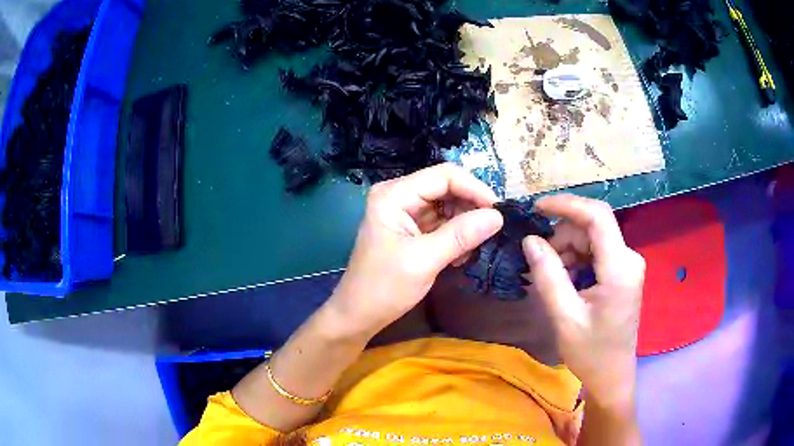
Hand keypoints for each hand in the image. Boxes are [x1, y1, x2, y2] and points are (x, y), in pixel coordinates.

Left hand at [328, 163, 503, 338]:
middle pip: (447, 188)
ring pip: (448, 205)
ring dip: (465, 224)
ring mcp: (405, 212)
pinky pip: (442, 222)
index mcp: (394, 195)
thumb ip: (461, 235)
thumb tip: (498, 216)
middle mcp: (399, 196)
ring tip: (474, 248)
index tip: (498, 212)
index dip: (475, 188)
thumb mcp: (424, 261)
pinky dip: (456, 235)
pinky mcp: (411, 229)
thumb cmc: (384, 288)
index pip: (444, 175)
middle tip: (492, 231)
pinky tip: (460, 255)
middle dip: (471, 207)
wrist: (359, 314)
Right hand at [522, 194, 644, 407]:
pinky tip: (564, 278)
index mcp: (620, 268)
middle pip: (593, 226)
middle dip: (563, 235)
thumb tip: (530, 239)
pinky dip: (577, 258)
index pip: (597, 216)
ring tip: (550, 274)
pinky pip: (597, 251)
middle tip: (539, 259)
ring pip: (593, 237)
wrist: (611, 375)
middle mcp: (629, 258)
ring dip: (568, 248)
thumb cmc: (590, 352)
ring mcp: (628, 264)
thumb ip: (548, 275)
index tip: (536, 208)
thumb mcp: (564, 316)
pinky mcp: (623, 271)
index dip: (566, 204)